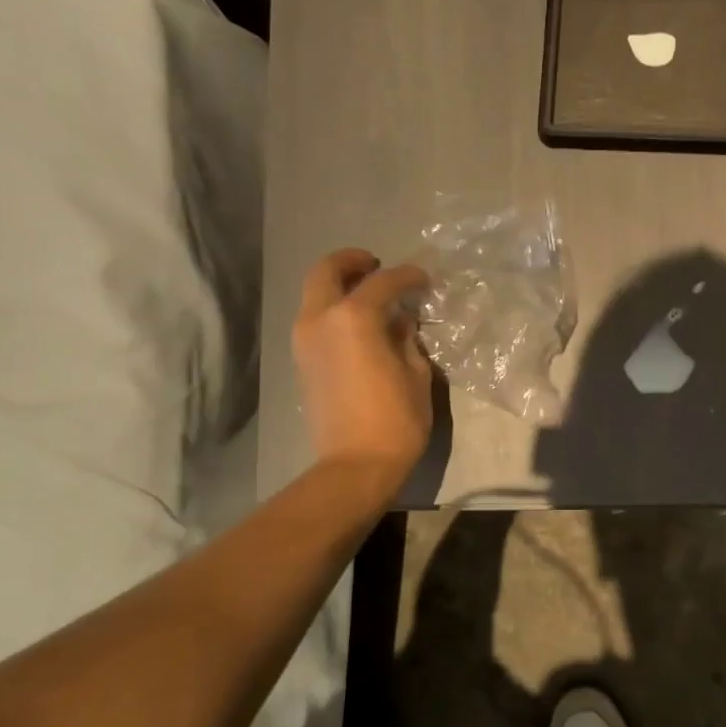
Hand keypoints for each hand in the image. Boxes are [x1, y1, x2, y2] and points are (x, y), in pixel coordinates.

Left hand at [292, 249, 434, 494]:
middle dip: (352, 262)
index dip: (407, 276)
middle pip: (327, 271)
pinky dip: (333, 309)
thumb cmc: (396, 420)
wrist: (355, 465)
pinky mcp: (302, 360)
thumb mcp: (416, 375)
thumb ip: (407, 339)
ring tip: (369, 295)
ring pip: (315, 294)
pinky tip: (359, 324)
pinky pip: (315, 318)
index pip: (383, 282)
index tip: (424, 280)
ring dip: (339, 286)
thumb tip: (401, 322)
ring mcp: (305, 340)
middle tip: (376, 265)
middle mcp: (321, 319)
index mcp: (354, 318)